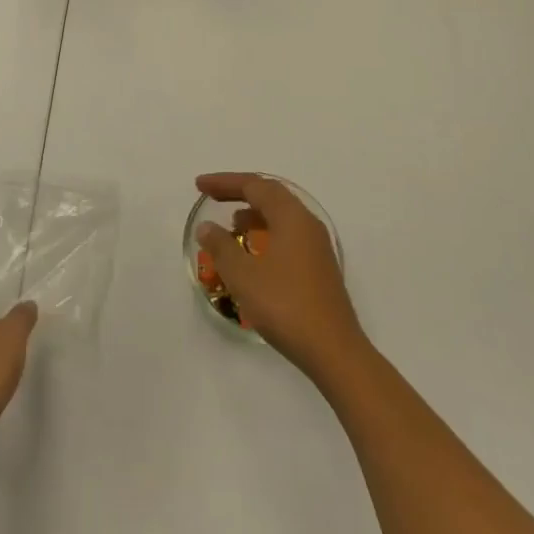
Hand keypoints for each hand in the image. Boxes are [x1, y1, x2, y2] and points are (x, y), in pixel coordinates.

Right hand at [195, 173, 364, 378]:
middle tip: (211, 197)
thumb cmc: (285, 306)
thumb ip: (221, 247)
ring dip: (254, 214)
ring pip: (281, 216)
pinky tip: (253, 255)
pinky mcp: (319, 267)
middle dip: (239, 192)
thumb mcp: (243, 275)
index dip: (224, 182)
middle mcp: (307, 223)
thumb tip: (207, 227)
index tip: (199, 185)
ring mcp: (317, 246)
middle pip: (270, 195)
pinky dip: (266, 233)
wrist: (334, 351)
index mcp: (291, 216)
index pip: (254, 185)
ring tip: (230, 226)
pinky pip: (288, 235)